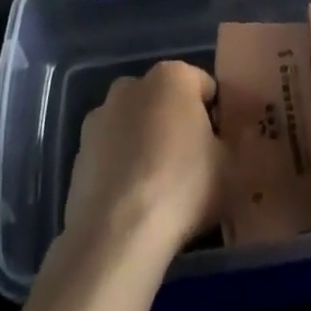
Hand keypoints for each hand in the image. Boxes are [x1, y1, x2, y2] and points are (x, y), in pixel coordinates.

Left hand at [60, 60, 225, 262]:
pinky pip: (111, 153)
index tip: (219, 148)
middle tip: (191, 167)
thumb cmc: (182, 186)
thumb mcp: (230, 166)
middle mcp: (132, 84)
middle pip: (165, 101)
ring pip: (134, 125)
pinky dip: (121, 167)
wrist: (117, 234)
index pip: (204, 87)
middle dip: (176, 125)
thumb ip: (230, 143)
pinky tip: (131, 202)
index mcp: (172, 76)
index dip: (216, 117)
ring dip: (145, 144)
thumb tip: (223, 141)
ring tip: (158, 189)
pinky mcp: (79, 152)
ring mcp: (100, 116)